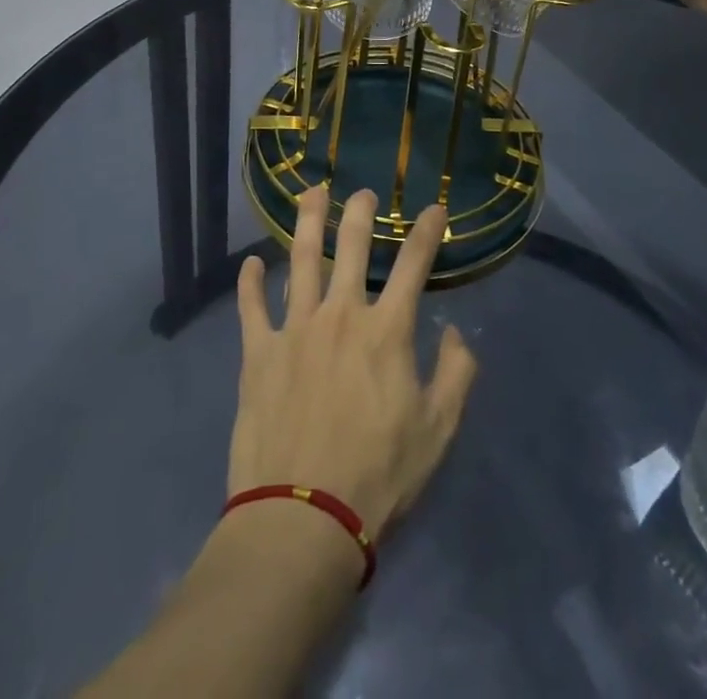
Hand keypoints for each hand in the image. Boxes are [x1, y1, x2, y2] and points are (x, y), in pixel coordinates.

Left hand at [228, 187, 478, 545]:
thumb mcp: (438, 431)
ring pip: (301, 259)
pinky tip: (252, 263)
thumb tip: (453, 332)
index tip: (435, 208)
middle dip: (360, 212)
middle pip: (351, 247)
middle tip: (362, 191)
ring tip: (312, 194)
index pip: (413, 265)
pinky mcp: (258, 352)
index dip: (427, 232)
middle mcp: (340, 315)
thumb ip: (455, 375)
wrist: (303, 515)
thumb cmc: (379, 475)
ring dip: (308, 222)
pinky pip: (251, 306)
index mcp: (386, 331)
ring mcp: (294, 329)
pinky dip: (250, 282)